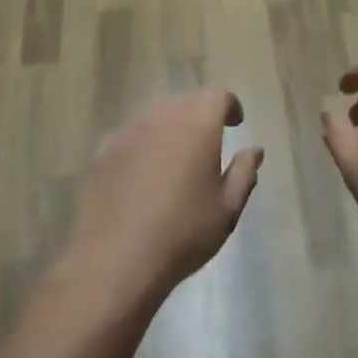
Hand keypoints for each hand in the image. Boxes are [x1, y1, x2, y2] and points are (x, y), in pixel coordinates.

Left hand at [65, 89, 263, 307]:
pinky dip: (142, 144)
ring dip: (170, 126)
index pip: (218, 96)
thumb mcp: (227, 209)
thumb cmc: (182, 233)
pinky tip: (143, 173)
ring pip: (155, 114)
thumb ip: (244, 173)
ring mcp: (128, 131)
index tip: (235, 123)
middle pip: (185, 101)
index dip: (229, 106)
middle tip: (208, 141)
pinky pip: (130, 135)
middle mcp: (162, 116)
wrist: (114, 260)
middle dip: (199, 114)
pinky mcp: (103, 151)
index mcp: (198, 124)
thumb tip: (254, 150)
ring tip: (175, 155)